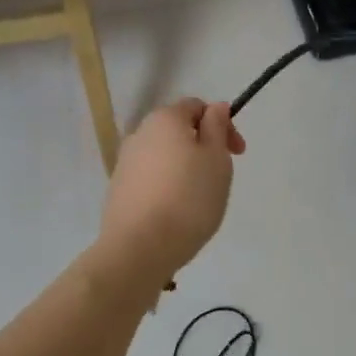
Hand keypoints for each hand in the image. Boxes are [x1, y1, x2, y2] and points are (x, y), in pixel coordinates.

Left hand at [95, 98, 245, 287]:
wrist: (140, 248)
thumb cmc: (188, 198)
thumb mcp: (216, 158)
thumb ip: (217, 126)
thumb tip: (216, 107)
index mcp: (164, 119)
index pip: (197, 107)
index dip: (222, 124)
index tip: (237, 153)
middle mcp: (139, 134)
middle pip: (178, 131)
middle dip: (204, 147)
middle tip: (221, 176)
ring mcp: (124, 163)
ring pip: (164, 156)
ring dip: (185, 167)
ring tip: (200, 198)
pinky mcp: (118, 191)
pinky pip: (151, 179)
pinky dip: (168, 186)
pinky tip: (177, 211)